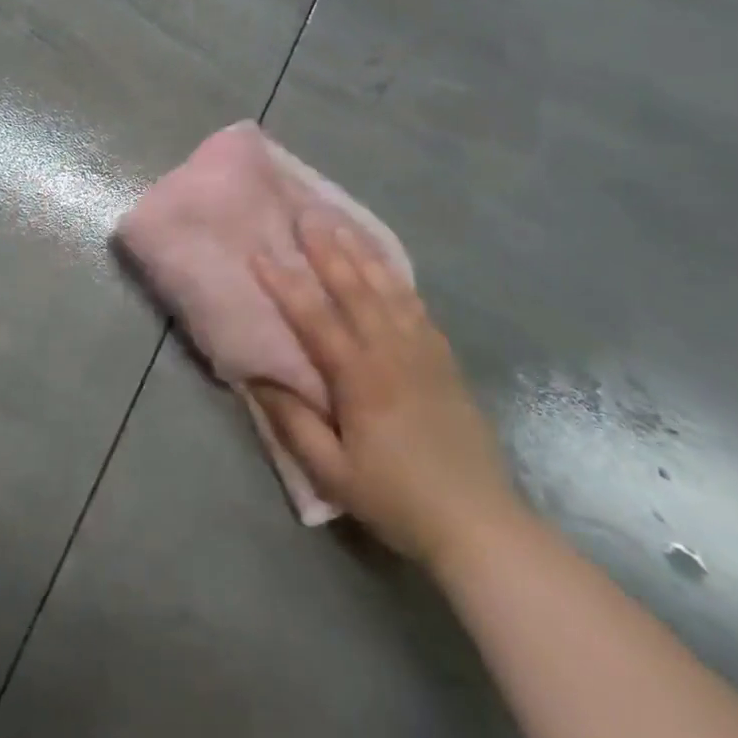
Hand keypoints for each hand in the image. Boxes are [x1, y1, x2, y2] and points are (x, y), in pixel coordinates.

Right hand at [250, 213, 523, 569]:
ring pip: (388, 288)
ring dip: (361, 252)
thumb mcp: (333, 474)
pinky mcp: (444, 359)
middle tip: (305, 214)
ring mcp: (423, 351)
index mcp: (361, 379)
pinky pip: (416, 305)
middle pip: (354, 289)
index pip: (314, 319)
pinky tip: (384, 264)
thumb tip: (258, 377)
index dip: (285, 285)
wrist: (479, 523)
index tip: (259, 254)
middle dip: (326, 249)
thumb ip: (294, 423)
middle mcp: (392, 352)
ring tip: (340, 223)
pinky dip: (396, 277)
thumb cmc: (397, 499)